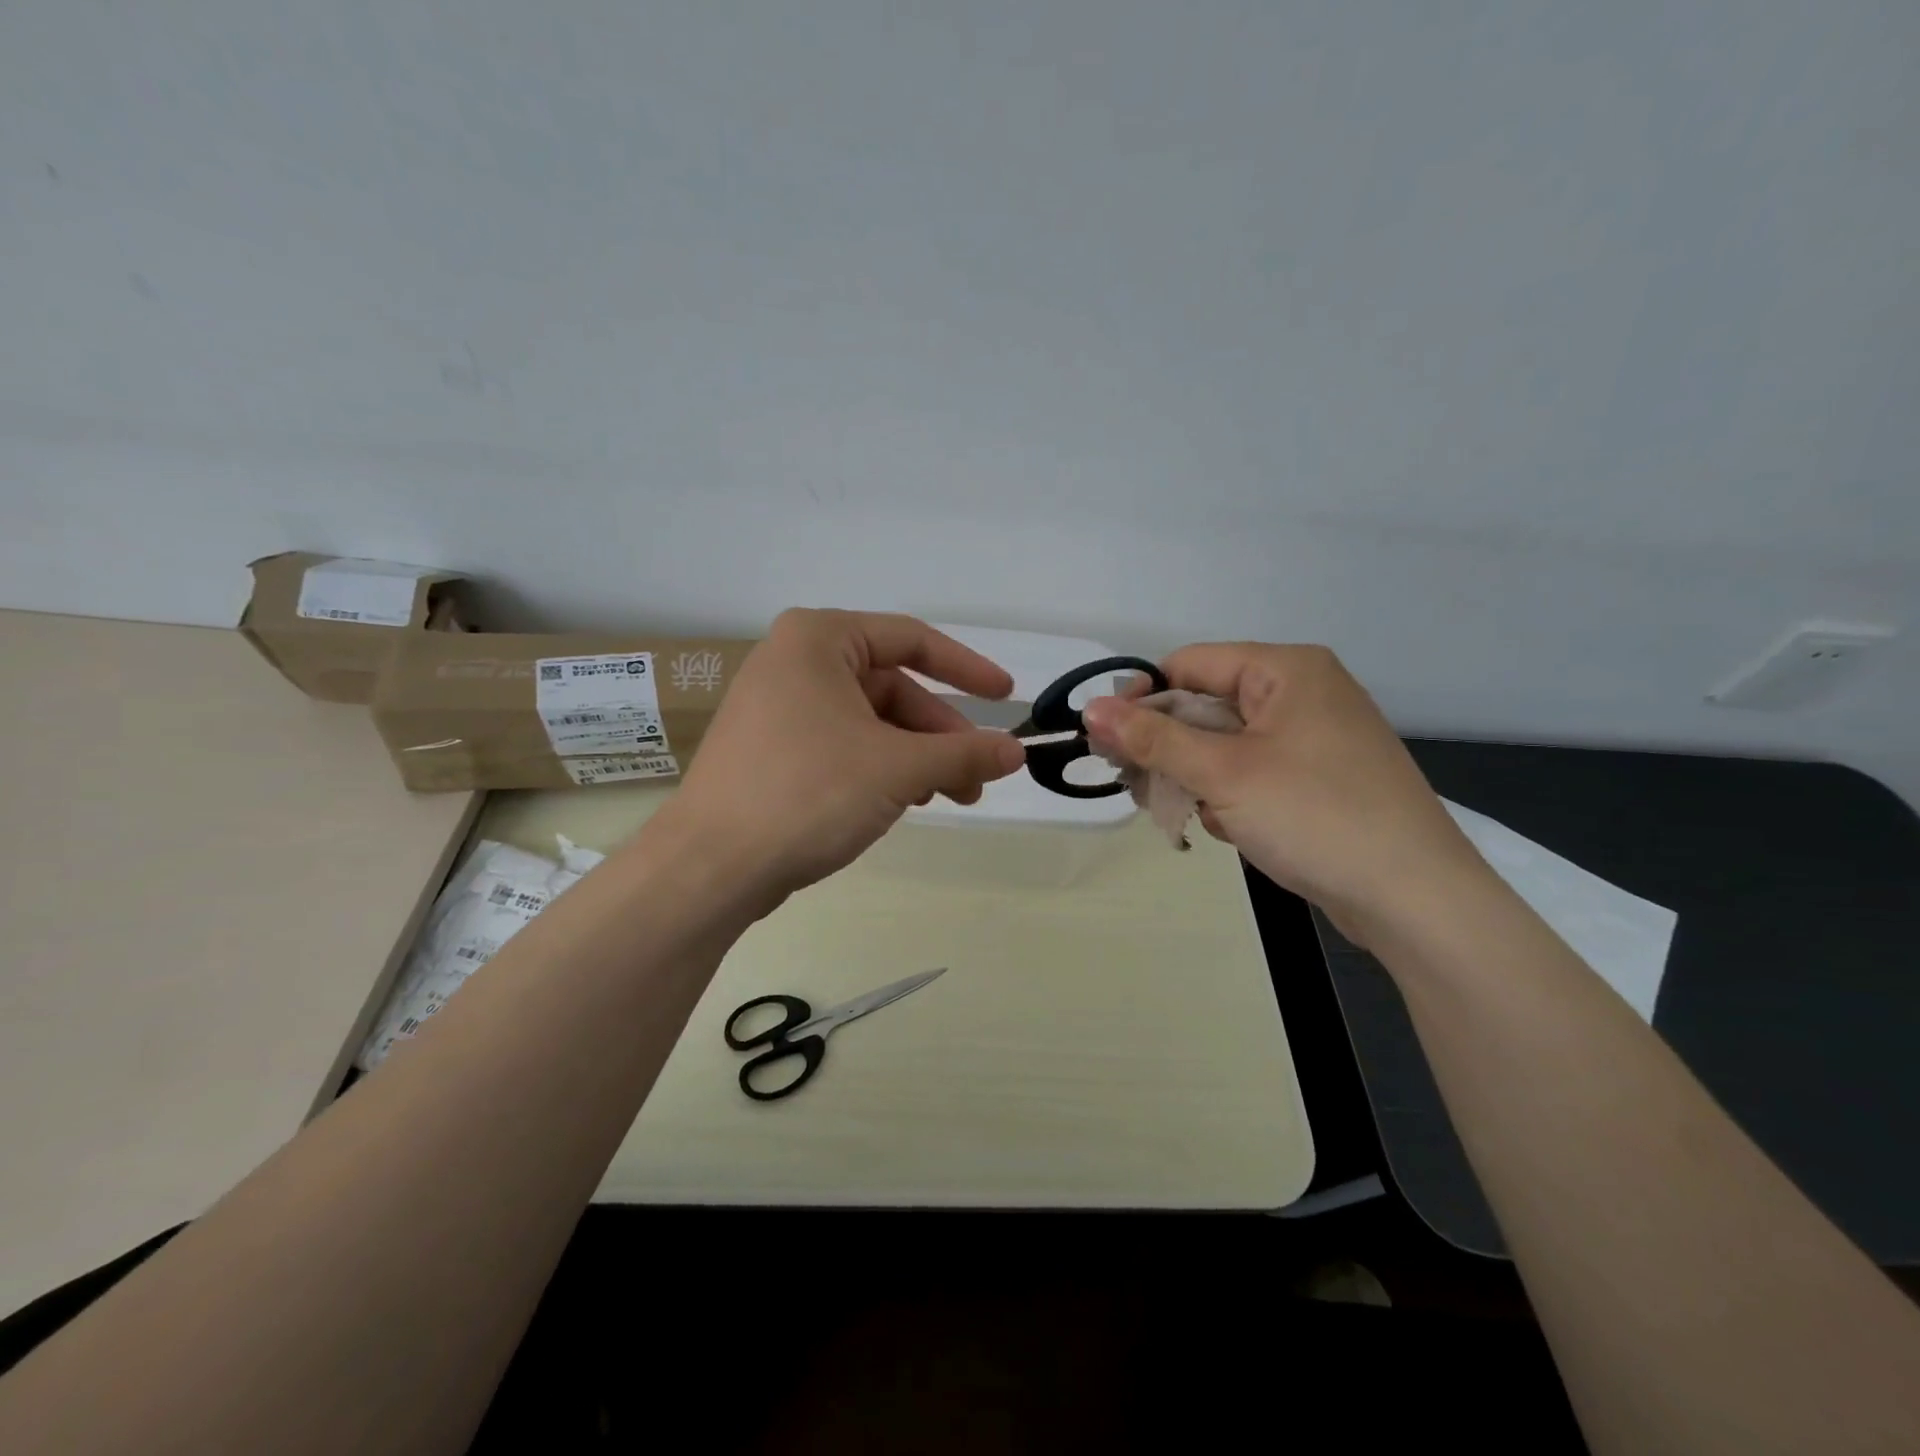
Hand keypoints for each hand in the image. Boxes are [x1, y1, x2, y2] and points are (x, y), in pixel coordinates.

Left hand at [658, 609, 1025, 906]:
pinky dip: (881, 768)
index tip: (1006, 698)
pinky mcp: (772, 750)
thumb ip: (964, 753)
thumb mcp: (898, 768)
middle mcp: (794, 662)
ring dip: (916, 757)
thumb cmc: (808, 792)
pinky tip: (904, 802)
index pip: (911, 640)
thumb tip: (1017, 751)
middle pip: (892, 688)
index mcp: (818, 640)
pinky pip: (843, 745)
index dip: (967, 669)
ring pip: (870, 722)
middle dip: (940, 734)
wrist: (710, 866)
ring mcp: (779, 708)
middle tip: (978, 777)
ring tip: (951, 796)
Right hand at [1081, 644, 1483, 942]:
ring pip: (1226, 743)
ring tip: (1192, 815)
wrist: (1416, 900)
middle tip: (1139, 787)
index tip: (1109, 743)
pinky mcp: (1321, 778)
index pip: (1189, 664)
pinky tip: (1232, 829)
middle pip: (1206, 704)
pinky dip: (1230, 795)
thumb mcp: (1224, 774)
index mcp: (1286, 669)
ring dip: (1196, 777)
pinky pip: (1254, 771)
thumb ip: (1153, 738)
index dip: (1142, 699)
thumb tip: (1091, 708)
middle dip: (1169, 748)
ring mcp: (1315, 737)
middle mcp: (1303, 692)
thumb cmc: (1316, 817)